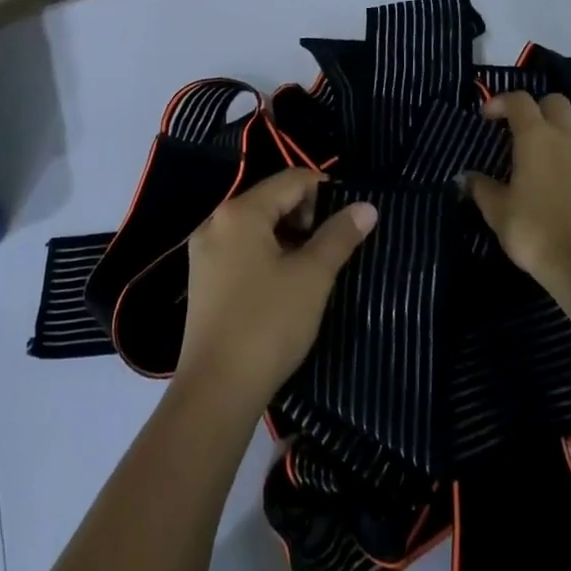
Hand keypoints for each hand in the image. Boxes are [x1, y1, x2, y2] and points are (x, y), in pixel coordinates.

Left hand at [177, 167, 377, 410]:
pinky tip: (286, 284)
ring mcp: (204, 252)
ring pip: (257, 227)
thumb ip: (339, 236)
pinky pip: (241, 250)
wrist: (216, 391)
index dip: (325, 191)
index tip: (349, 220)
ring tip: (314, 268)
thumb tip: (367, 207)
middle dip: (306, 216)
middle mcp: (216, 222)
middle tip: (332, 247)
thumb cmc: (268, 324)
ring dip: (289, 237)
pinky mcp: (203, 280)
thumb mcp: (312, 277)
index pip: (291, 180)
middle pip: (271, 200)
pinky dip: (267, 255)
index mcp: (240, 212)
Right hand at [468, 91, 570, 288]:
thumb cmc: (535, 229)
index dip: (500, 102)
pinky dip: (568, 151)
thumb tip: (468, 177)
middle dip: (534, 108)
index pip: (519, 101)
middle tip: (516, 129)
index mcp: (536, 136)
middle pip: (554, 102)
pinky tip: (553, 175)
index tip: (485, 117)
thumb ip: (481, 188)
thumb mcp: (497, 210)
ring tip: (537, 150)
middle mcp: (565, 137)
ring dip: (555, 127)